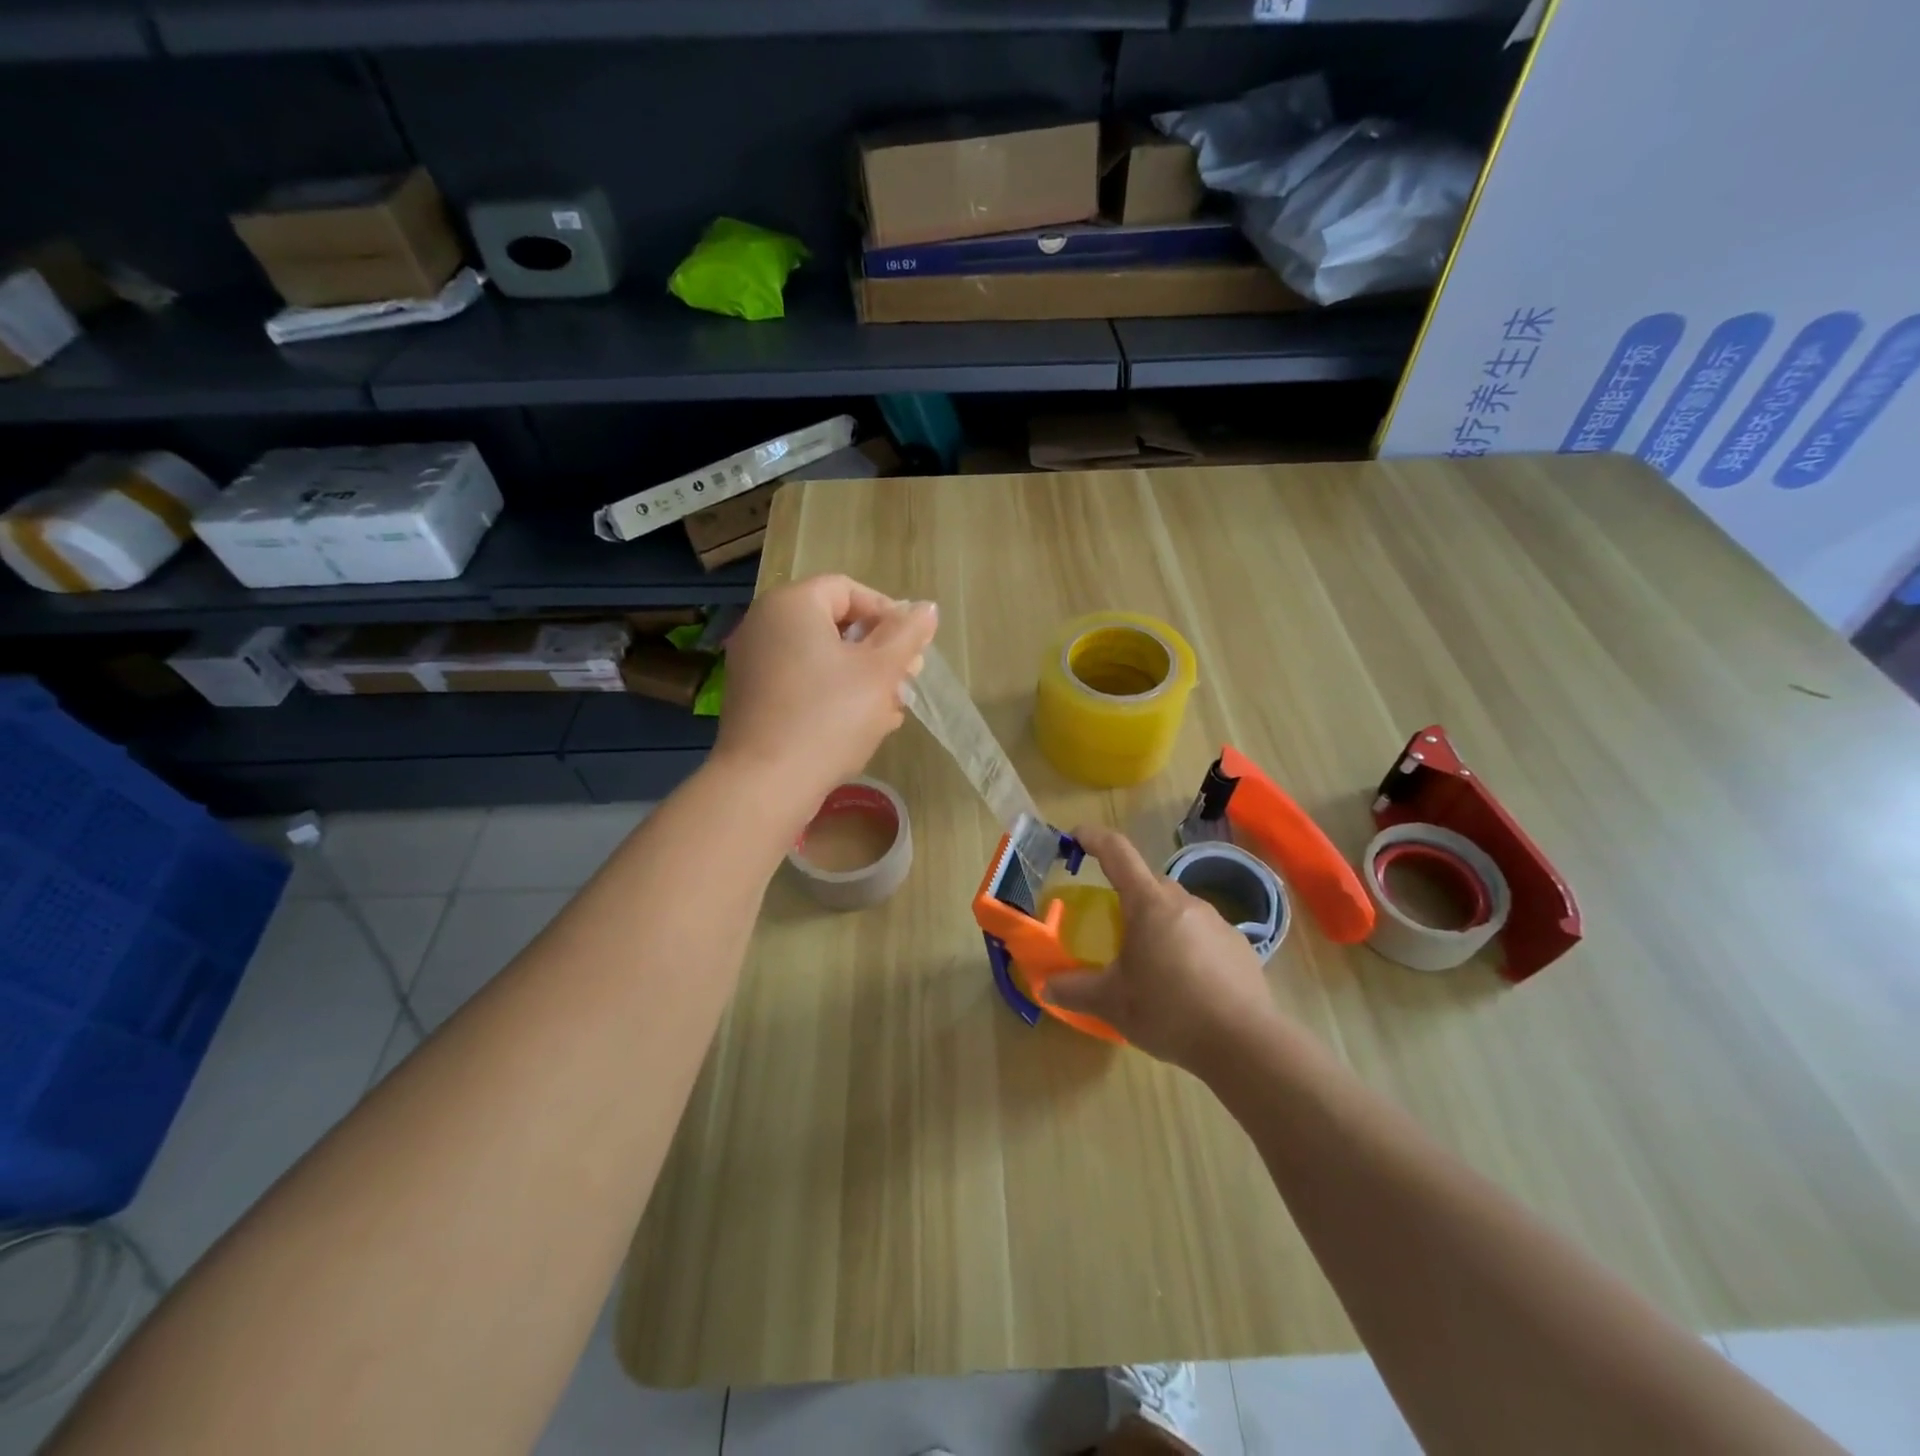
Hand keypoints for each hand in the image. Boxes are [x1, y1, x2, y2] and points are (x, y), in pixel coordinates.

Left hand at [714, 574, 937, 810]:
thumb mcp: (880, 672)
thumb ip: (907, 634)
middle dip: (878, 651)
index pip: (849, 590)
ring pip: (820, 657)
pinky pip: (801, 682)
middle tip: (907, 681)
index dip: (888, 614)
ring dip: (861, 677)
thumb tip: (926, 608)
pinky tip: (860, 726)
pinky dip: (832, 695)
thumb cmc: (828, 717)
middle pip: (834, 624)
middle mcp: (765, 624)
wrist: (766, 784)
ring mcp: (753, 663)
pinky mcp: (752, 698)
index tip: (912, 648)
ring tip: (890, 710)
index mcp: (792, 604)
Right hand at [1046, 825, 1285, 1072]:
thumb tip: (1046, 987)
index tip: (1076, 835)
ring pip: (1178, 908)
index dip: (1094, 838)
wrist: (1244, 1044)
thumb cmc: (1168, 1011)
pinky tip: (1186, 981)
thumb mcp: (1112, 1003)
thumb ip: (1075, 991)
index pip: (1117, 852)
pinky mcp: (1240, 946)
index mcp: (1149, 904)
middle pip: (1149, 883)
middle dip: (1128, 894)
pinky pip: (1203, 933)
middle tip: (1113, 923)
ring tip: (1150, 961)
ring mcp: (1217, 922)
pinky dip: (1188, 945)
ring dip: (1160, 923)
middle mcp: (1185, 902)